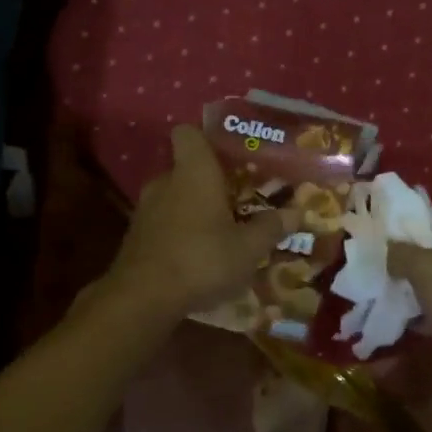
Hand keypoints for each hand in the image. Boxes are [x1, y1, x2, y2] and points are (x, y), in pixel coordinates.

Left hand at [105, 127, 294, 317]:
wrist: (143, 298)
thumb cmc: (202, 259)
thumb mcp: (248, 248)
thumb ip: (270, 227)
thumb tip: (295, 212)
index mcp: (193, 172)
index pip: (189, 133)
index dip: (207, 138)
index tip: (230, 155)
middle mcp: (165, 182)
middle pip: (187, 168)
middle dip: (210, 182)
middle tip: (240, 198)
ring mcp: (145, 210)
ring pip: (175, 197)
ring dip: (196, 210)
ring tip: (223, 230)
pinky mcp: (136, 237)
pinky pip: (164, 223)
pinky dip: (181, 232)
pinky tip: (200, 255)